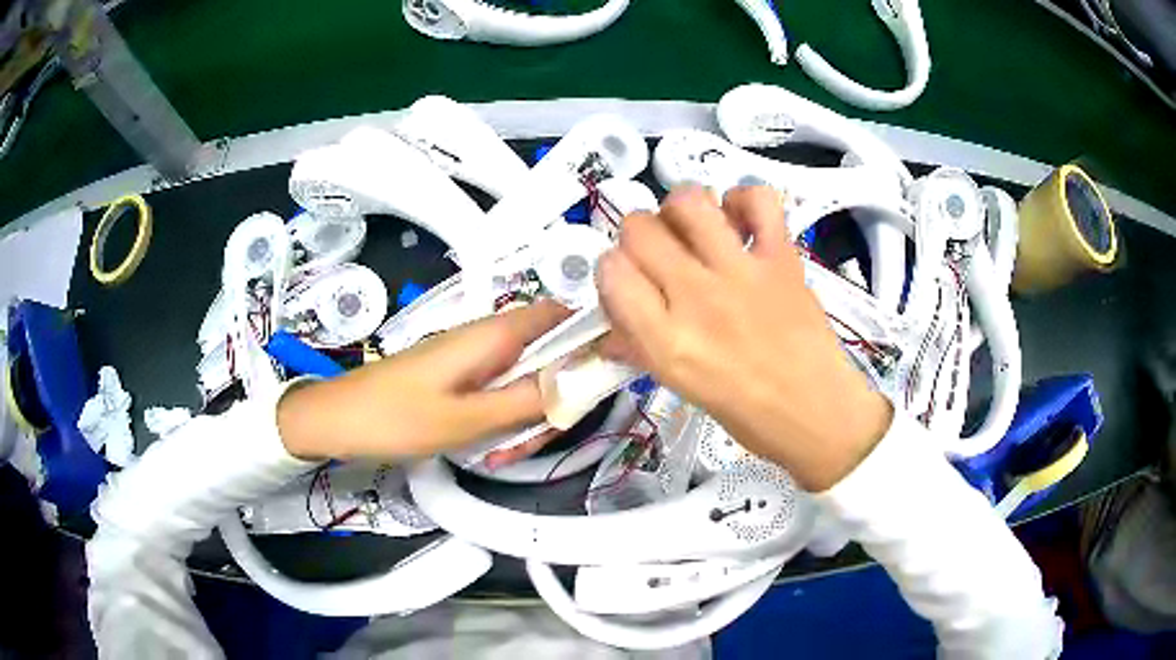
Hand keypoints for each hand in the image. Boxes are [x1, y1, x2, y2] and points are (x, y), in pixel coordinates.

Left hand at [276, 301, 570, 461]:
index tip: (600, 381)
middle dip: (555, 397)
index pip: (560, 316)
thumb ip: (527, 400)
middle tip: (540, 438)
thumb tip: (579, 381)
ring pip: (524, 379)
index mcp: (494, 335)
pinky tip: (489, 450)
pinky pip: (497, 392)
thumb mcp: (467, 419)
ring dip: (527, 415)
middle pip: (547, 355)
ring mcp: (472, 358)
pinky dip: (503, 418)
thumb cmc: (396, 417)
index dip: (590, 339)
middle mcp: (488, 338)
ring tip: (506, 454)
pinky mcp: (459, 376)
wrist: (337, 420)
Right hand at [596, 186, 891, 490]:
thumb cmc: (746, 413)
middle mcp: (697, 298)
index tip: (627, 280)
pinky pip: (758, 199)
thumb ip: (641, 349)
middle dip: (639, 236)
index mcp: (665, 341)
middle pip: (639, 228)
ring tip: (694, 230)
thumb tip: (610, 329)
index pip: (610, 271)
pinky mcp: (781, 257)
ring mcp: (742, 272)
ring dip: (680, 210)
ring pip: (688, 202)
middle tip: (660, 255)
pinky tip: (739, 222)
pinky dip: (744, 200)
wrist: (817, 412)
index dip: (611, 270)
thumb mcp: (680, 387)